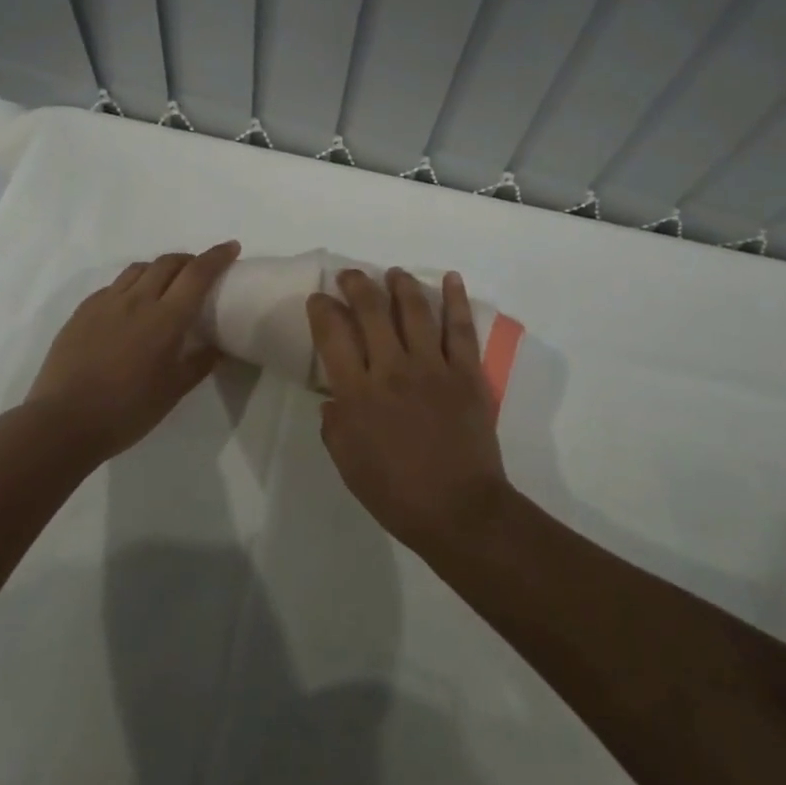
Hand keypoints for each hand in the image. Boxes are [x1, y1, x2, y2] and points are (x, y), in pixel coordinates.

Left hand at [26, 241, 238, 462]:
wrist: (63, 422)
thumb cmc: (127, 410)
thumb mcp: (173, 391)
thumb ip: (199, 363)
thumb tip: (217, 348)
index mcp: (165, 318)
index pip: (197, 273)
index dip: (217, 256)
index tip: (231, 247)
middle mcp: (137, 300)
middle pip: (167, 263)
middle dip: (188, 260)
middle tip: (198, 272)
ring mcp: (105, 303)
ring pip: (138, 269)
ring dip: (159, 268)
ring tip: (164, 285)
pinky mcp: (82, 312)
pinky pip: (113, 286)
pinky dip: (131, 285)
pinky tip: (129, 305)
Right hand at [306, 268, 511, 551]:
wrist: (460, 511)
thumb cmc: (397, 494)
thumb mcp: (348, 465)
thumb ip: (335, 426)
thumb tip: (334, 399)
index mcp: (358, 394)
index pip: (333, 335)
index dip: (322, 309)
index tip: (319, 299)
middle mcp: (392, 370)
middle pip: (372, 311)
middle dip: (357, 285)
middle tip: (350, 276)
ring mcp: (433, 367)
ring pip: (414, 310)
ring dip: (401, 285)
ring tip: (392, 273)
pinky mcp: (466, 373)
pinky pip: (460, 328)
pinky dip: (456, 299)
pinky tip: (450, 278)